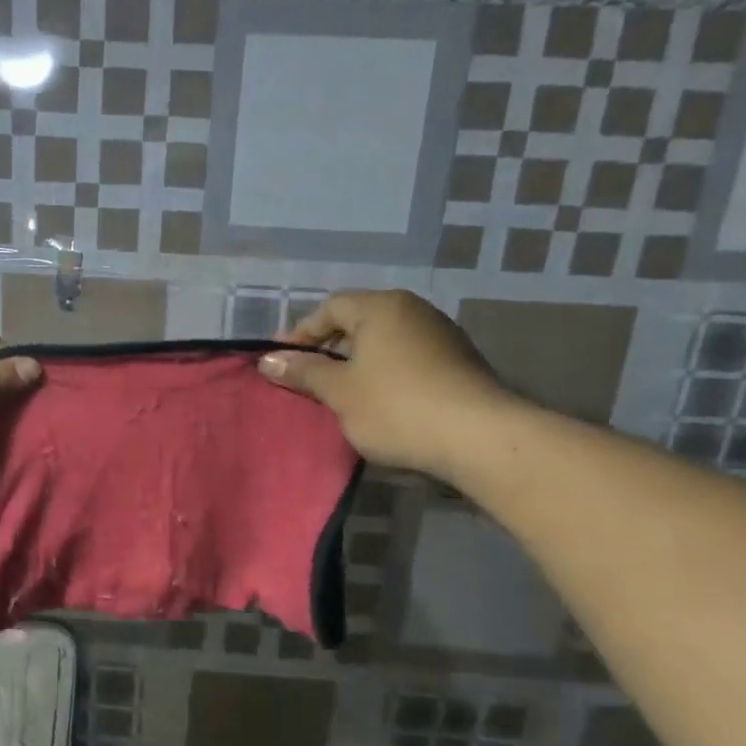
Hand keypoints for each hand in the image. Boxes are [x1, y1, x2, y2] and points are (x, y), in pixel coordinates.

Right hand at [258, 290, 514, 481]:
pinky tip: (378, 402)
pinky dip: (384, 373)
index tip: (281, 362)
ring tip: (339, 393)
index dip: (300, 334)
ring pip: (384, 342)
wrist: (479, 437)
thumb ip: (303, 373)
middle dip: (329, 349)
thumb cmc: (396, 407)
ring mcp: (441, 335)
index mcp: (381, 307)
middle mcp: (413, 310)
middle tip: (306, 378)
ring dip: (357, 363)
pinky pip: (407, 358)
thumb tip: (267, 360)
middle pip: (359, 322)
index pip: (330, 308)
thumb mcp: (340, 392)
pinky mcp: (458, 362)